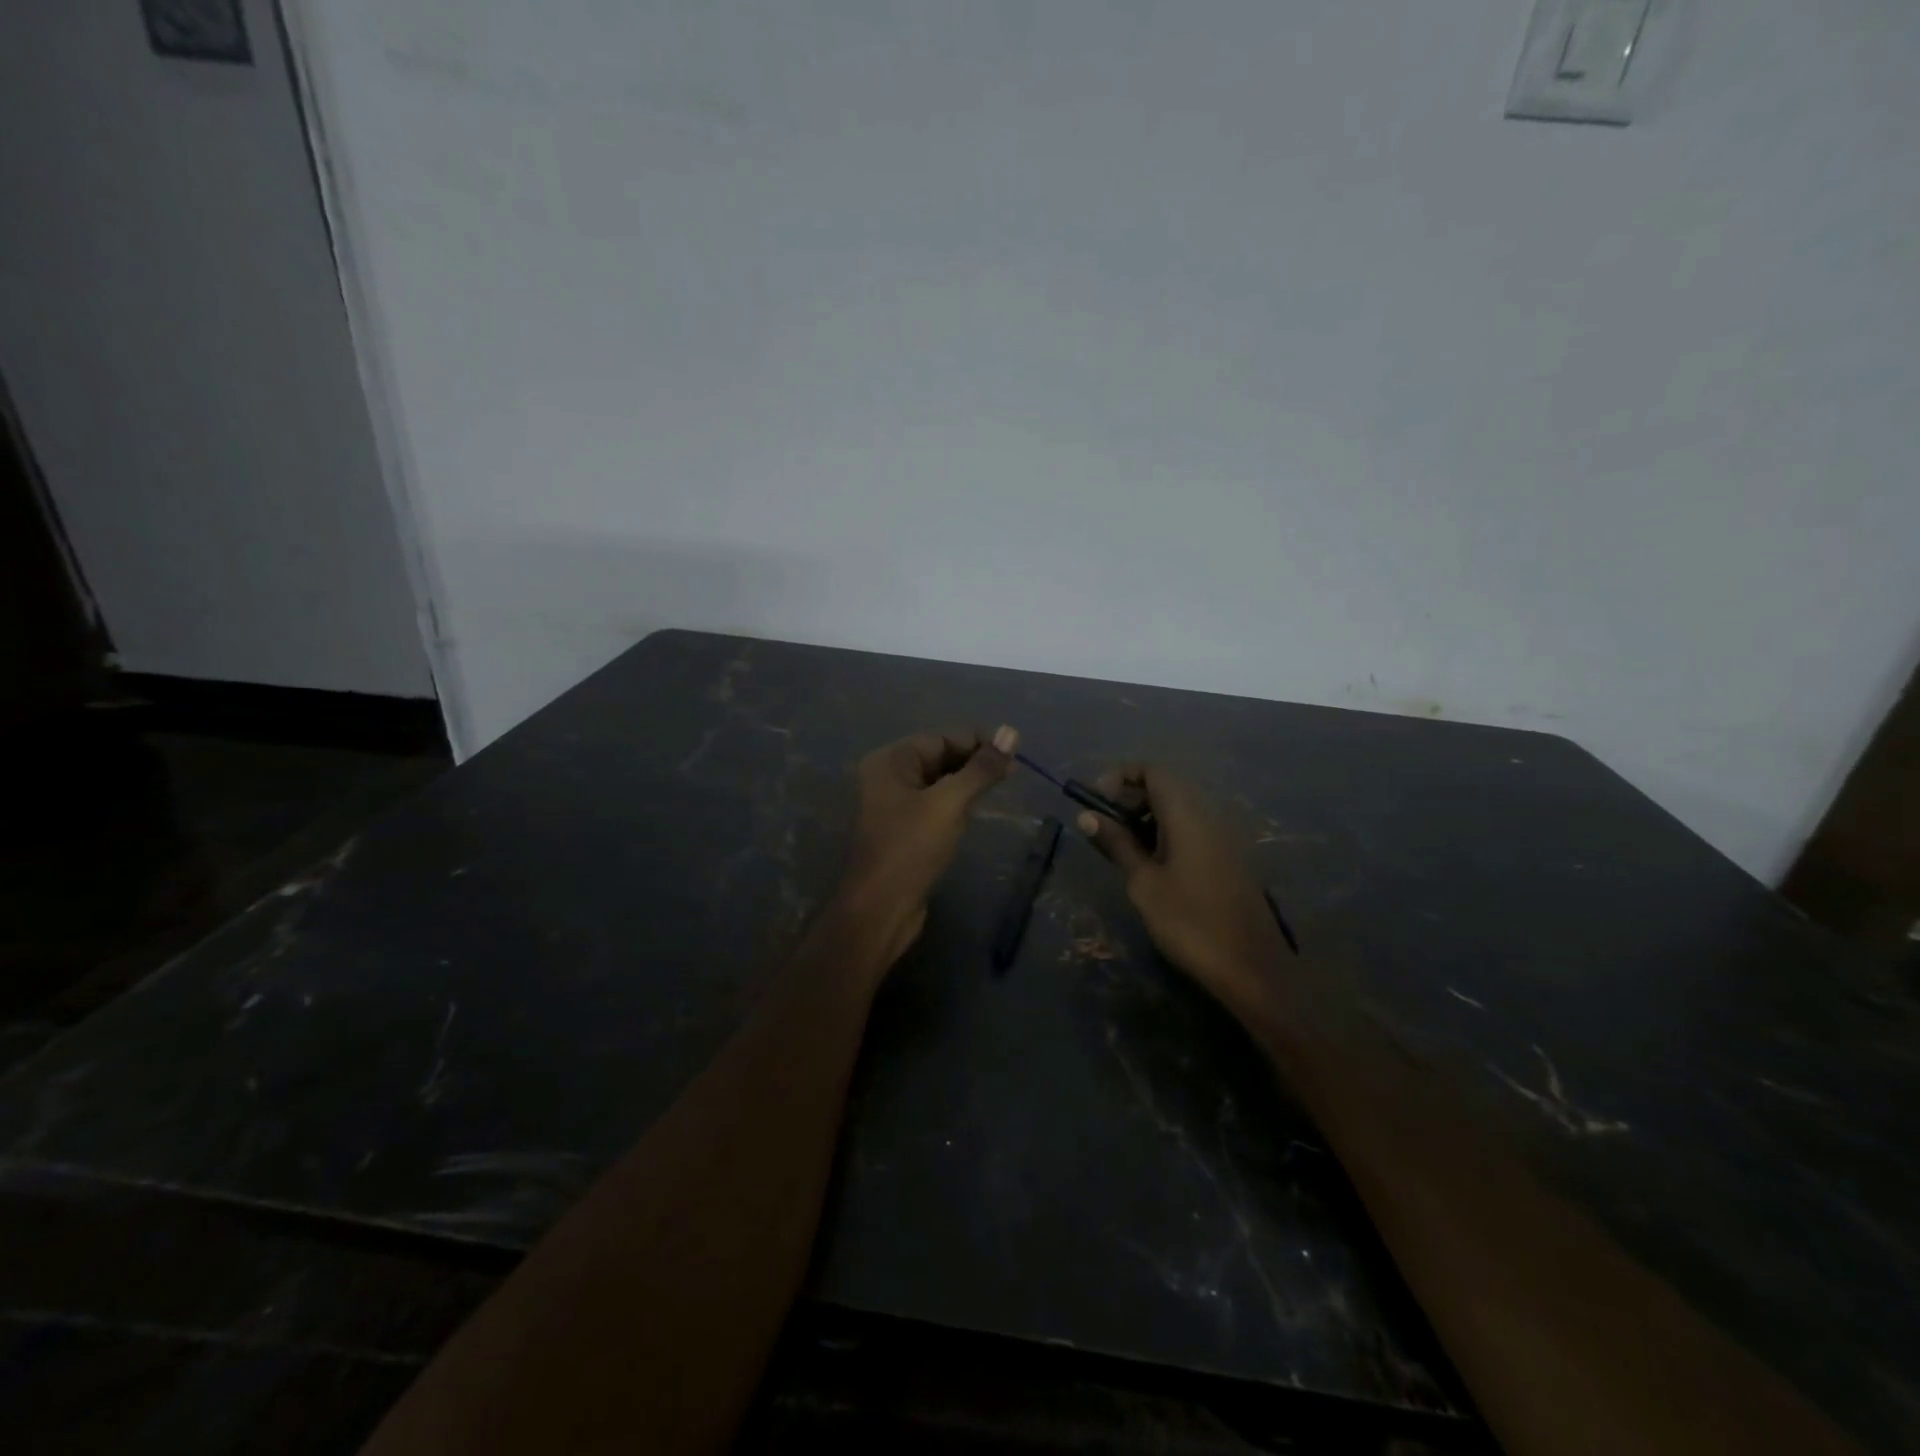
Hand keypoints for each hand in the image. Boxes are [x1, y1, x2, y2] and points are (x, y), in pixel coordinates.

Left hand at [840, 726, 1018, 965]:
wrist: (880, 910)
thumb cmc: (911, 849)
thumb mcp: (950, 803)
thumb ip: (981, 768)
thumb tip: (1011, 731)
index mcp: (889, 762)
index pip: (940, 738)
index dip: (978, 742)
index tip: (1014, 753)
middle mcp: (887, 778)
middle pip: (938, 758)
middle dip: (974, 763)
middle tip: (1013, 774)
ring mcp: (893, 806)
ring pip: (938, 784)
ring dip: (967, 784)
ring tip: (1000, 790)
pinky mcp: (903, 832)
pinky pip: (934, 806)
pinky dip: (956, 805)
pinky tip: (976, 812)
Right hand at [1075, 765, 1292, 1016]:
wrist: (1251, 968)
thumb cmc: (1190, 922)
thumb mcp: (1144, 883)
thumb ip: (1117, 845)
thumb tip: (1086, 816)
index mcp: (1187, 816)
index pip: (1153, 771)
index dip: (1121, 776)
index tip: (1096, 800)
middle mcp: (1207, 818)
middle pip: (1166, 788)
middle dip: (1129, 798)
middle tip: (1102, 826)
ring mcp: (1219, 839)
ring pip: (1177, 811)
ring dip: (1145, 818)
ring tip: (1120, 847)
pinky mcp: (1224, 860)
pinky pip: (1189, 831)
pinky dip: (1163, 835)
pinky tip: (1148, 865)